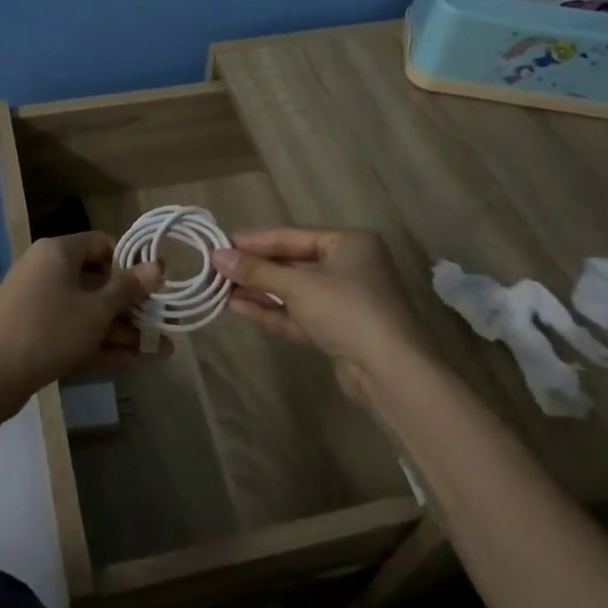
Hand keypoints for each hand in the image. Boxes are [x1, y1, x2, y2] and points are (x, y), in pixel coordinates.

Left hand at [0, 232, 163, 408]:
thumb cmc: (49, 330)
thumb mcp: (96, 310)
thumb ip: (128, 288)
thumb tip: (158, 265)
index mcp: (58, 252)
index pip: (102, 244)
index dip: (131, 262)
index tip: (156, 284)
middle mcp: (47, 270)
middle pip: (98, 281)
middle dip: (132, 306)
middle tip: (163, 322)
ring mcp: (40, 303)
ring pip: (89, 310)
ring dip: (122, 329)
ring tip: (160, 350)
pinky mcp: (36, 332)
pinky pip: (74, 330)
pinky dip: (99, 343)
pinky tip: (133, 362)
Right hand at [212, 228, 424, 396]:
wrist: (390, 371)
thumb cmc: (346, 310)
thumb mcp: (298, 285)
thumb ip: (256, 270)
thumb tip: (217, 256)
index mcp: (349, 243)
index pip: (292, 236)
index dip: (254, 241)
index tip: (219, 244)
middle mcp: (349, 266)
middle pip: (292, 263)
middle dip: (255, 268)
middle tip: (216, 269)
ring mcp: (344, 301)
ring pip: (293, 291)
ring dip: (259, 290)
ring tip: (221, 289)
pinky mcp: (338, 331)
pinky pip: (298, 314)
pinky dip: (272, 310)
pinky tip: (240, 307)